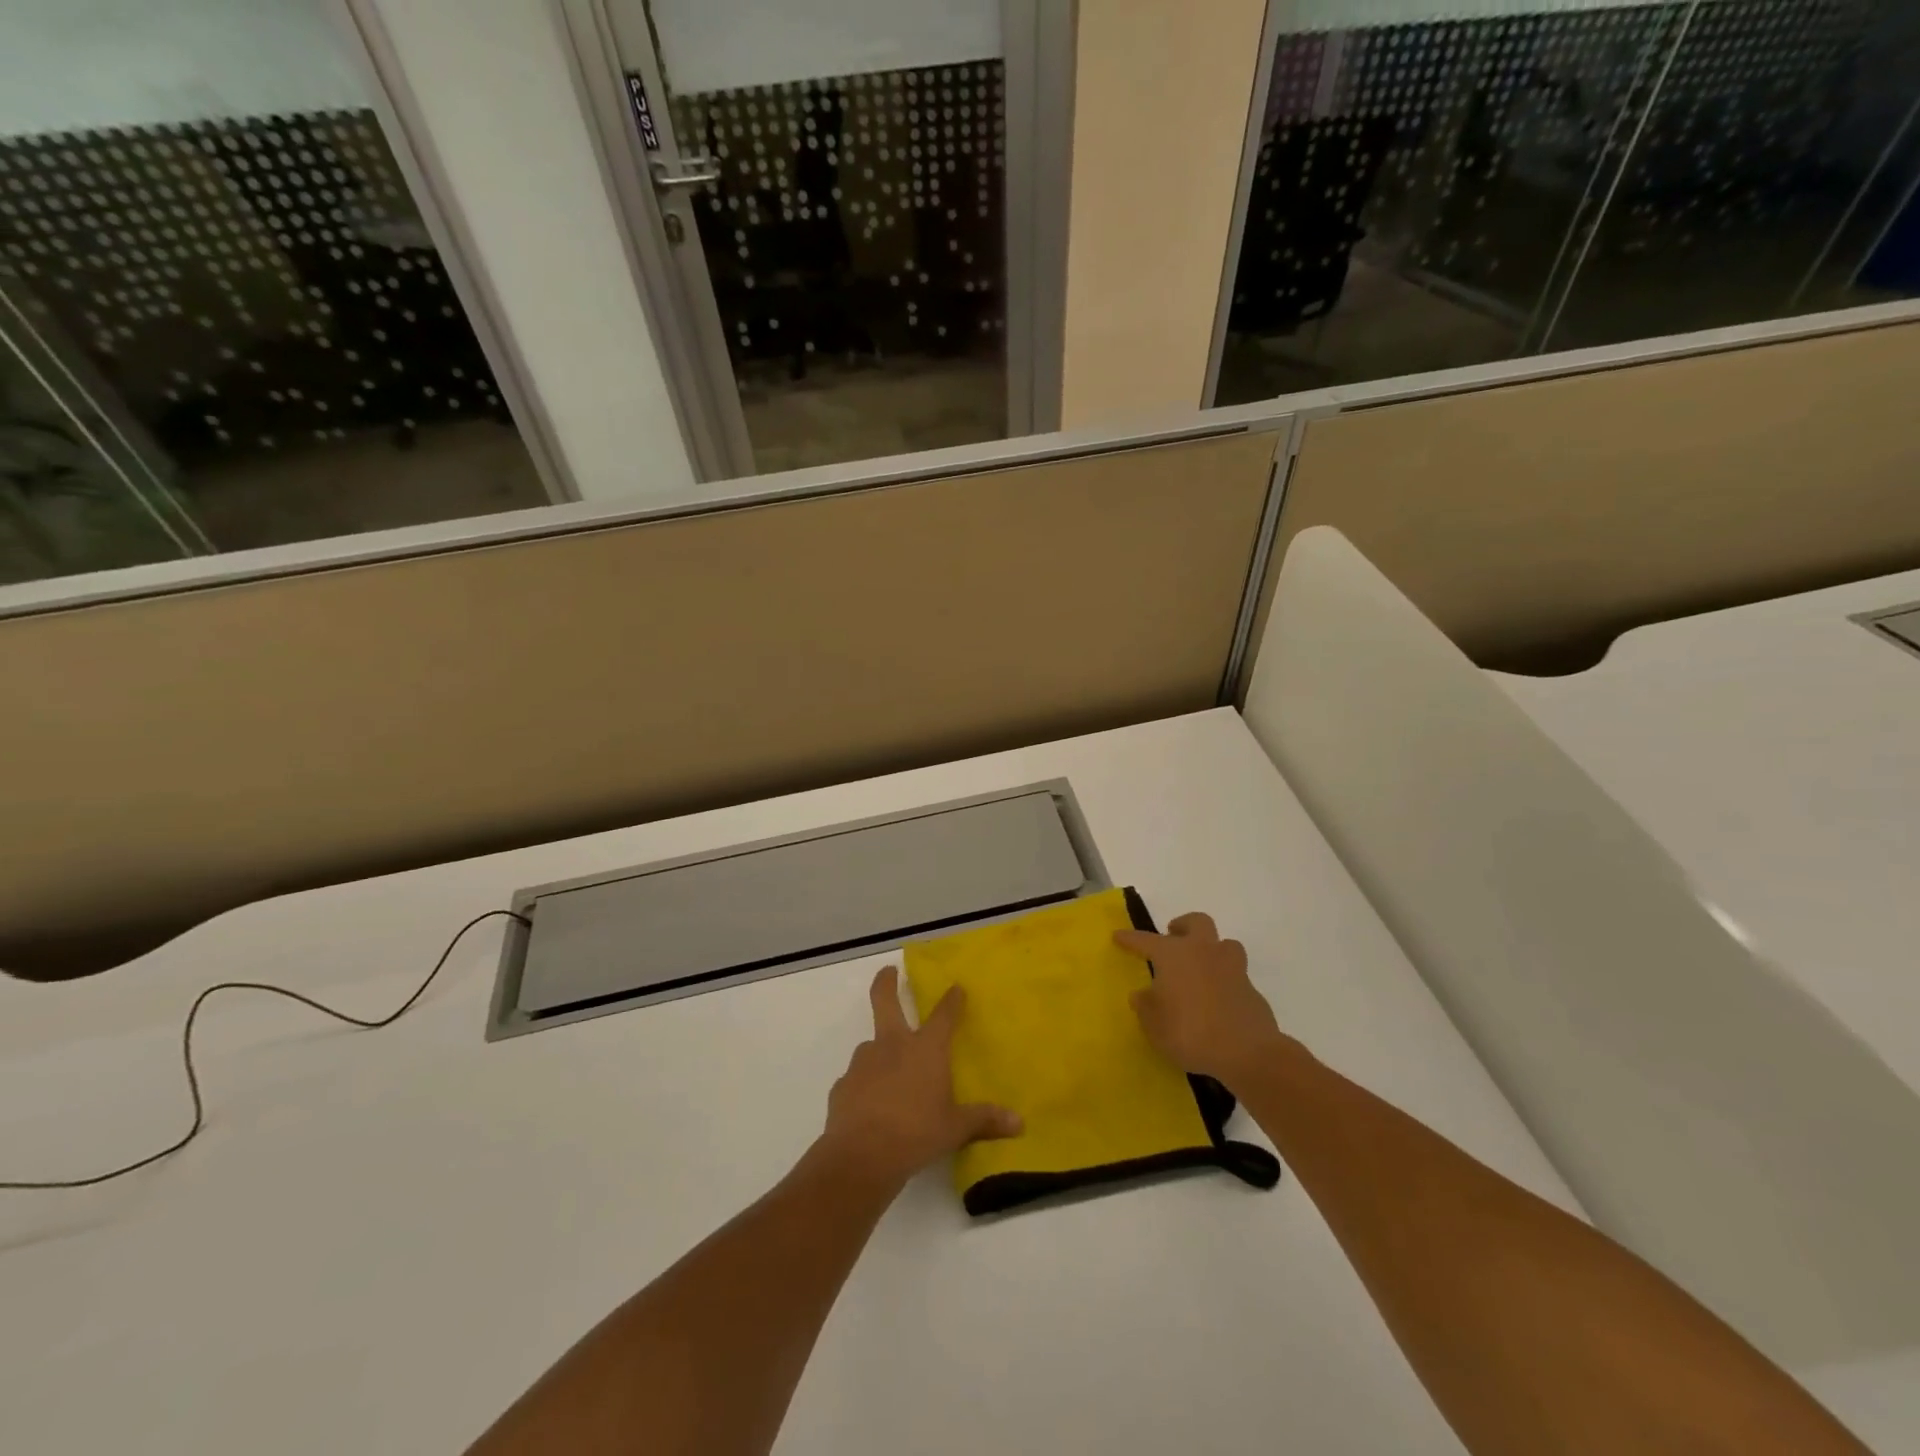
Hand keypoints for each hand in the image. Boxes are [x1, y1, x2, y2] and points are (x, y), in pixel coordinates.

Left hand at [820, 967, 1021, 1188]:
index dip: (951, 1000)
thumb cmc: (917, 1134)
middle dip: (887, 983)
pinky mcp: (842, 1085)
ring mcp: (863, 1063)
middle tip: (889, 971)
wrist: (861, 1156)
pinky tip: (870, 1106)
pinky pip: (857, 1079)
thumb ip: (984, 1121)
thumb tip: (1020, 1123)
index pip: (943, 1015)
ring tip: (888, 1073)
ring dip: (879, 1050)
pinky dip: (864, 1086)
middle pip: (885, 1000)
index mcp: (925, 1049)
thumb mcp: (956, 1129)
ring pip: (871, 1045)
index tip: (956, 987)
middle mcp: (892, 1046)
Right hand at [1114, 912, 1288, 1086]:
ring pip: (1224, 944)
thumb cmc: (1190, 1033)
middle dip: (1183, 925)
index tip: (1118, 936)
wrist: (1247, 1053)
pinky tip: (1217, 999)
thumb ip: (1146, 1006)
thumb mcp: (1155, 1025)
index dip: (1130, 938)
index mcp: (1174, 955)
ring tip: (1201, 967)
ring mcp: (1232, 968)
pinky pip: (1235, 974)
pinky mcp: (1252, 989)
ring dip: (1211, 949)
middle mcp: (1203, 952)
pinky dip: (1225, 980)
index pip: (1145, 940)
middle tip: (1173, 937)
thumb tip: (1142, 994)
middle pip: (1196, 922)